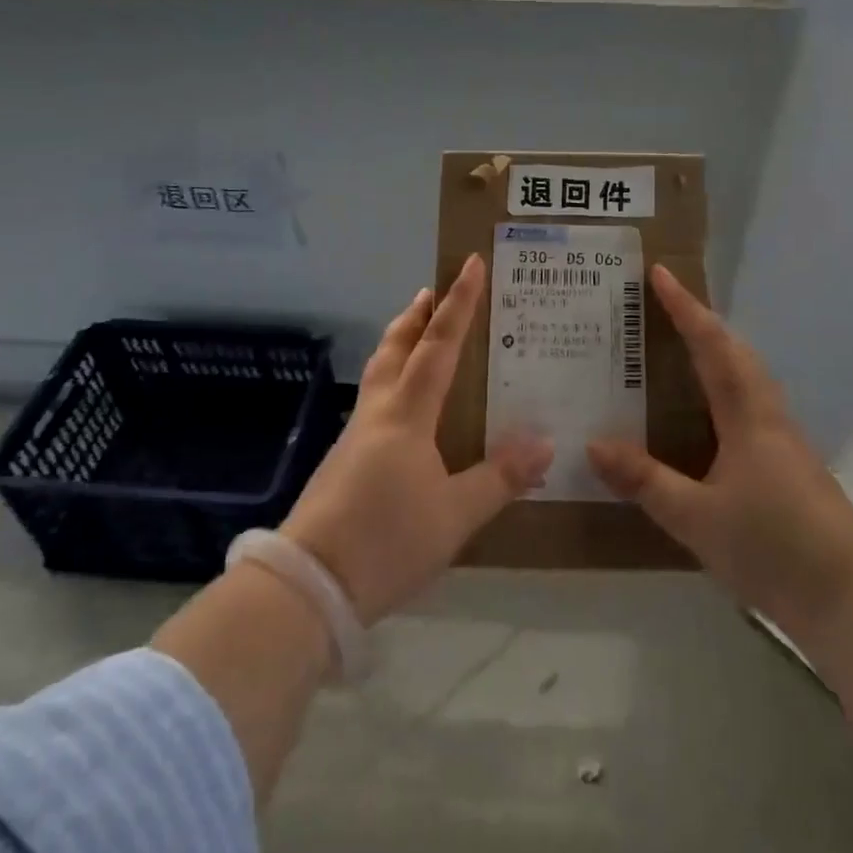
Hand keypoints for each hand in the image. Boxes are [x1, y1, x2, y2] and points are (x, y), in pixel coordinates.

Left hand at [282, 255, 552, 622]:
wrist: (307, 587)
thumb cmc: (386, 541)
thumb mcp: (456, 515)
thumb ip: (500, 477)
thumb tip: (545, 442)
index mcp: (407, 415)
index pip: (438, 345)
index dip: (458, 303)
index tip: (470, 265)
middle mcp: (378, 414)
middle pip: (396, 348)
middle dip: (416, 315)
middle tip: (432, 290)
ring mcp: (355, 437)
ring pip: (379, 373)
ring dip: (399, 344)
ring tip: (416, 335)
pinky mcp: (343, 463)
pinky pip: (374, 402)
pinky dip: (392, 381)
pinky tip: (404, 409)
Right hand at [587, 265, 852, 655]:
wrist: (852, 599)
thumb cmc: (774, 548)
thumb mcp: (697, 519)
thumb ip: (645, 480)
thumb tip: (593, 443)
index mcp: (748, 414)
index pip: (712, 346)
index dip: (685, 308)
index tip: (660, 273)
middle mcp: (767, 415)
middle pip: (734, 351)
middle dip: (700, 321)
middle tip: (662, 304)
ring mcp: (782, 439)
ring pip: (746, 376)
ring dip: (715, 350)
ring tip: (678, 345)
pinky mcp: (787, 464)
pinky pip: (748, 404)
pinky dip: (723, 386)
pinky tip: (705, 412)